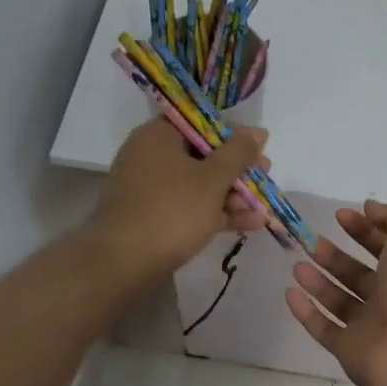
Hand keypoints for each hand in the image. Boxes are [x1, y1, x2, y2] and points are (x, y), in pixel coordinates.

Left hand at [90, 117, 269, 275]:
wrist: (122, 263)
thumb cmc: (171, 210)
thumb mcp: (212, 179)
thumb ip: (238, 154)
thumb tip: (258, 131)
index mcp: (159, 135)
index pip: (201, 122)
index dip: (233, 135)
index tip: (257, 150)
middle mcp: (150, 156)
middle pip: (202, 155)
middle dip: (236, 170)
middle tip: (264, 179)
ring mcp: (149, 189)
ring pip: (198, 184)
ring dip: (231, 195)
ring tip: (262, 209)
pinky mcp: (152, 217)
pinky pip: (189, 207)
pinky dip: (215, 213)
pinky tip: (249, 225)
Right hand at [284, 200, 386, 385]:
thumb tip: (370, 208)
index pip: (386, 245)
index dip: (364, 229)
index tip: (340, 216)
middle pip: (359, 273)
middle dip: (335, 255)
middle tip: (310, 240)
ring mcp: (371, 326)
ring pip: (339, 299)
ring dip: (318, 281)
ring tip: (297, 264)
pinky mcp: (350, 350)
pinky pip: (324, 328)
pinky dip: (306, 312)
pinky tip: (289, 293)